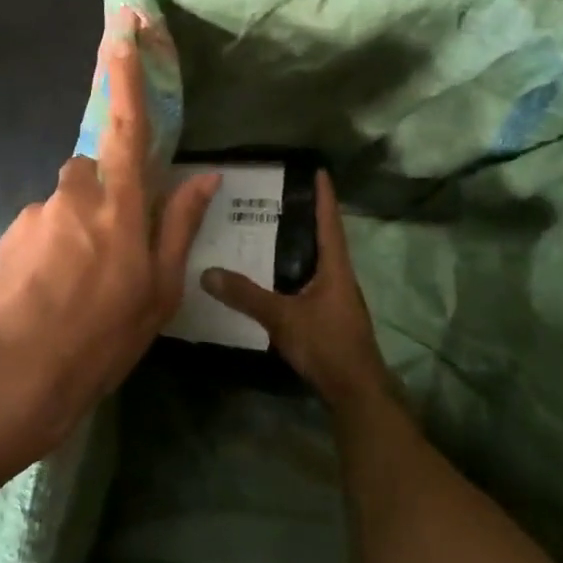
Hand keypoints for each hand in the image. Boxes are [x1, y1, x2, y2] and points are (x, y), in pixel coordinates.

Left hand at [0, 15, 217, 468]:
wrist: (22, 373)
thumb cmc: (105, 335)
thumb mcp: (160, 289)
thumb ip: (179, 225)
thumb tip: (204, 176)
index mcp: (119, 203)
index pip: (126, 124)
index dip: (125, 74)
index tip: (122, 28)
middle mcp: (74, 194)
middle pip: (93, 168)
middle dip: (105, 192)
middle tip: (112, 249)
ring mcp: (36, 213)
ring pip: (66, 202)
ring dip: (77, 226)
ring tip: (79, 282)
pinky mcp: (9, 234)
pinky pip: (41, 226)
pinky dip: (51, 246)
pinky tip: (52, 289)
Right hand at [201, 172, 392, 411]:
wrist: (355, 392)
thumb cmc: (326, 345)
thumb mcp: (282, 318)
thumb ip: (245, 296)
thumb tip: (207, 272)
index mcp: (335, 268)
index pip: (329, 222)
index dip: (324, 196)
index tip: (318, 170)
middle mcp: (339, 278)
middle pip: (323, 239)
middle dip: (305, 216)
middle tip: (277, 197)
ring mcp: (336, 299)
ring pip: (316, 262)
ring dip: (298, 244)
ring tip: (269, 230)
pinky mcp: (329, 317)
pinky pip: (310, 282)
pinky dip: (294, 270)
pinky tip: (273, 276)